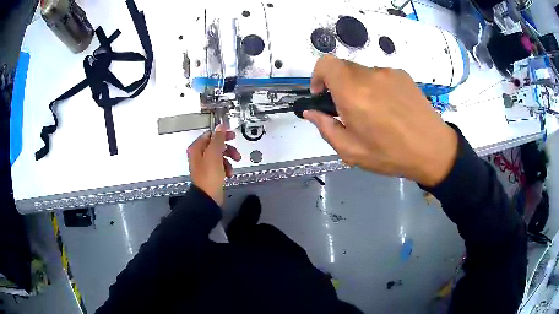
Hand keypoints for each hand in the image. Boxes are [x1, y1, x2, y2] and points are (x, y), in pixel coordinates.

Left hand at [187, 124, 240, 204]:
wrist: (208, 197)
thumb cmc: (209, 176)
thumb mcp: (214, 154)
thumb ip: (218, 138)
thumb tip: (221, 126)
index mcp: (197, 148)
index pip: (210, 135)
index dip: (222, 134)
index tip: (232, 135)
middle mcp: (199, 155)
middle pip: (216, 145)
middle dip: (228, 149)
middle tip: (236, 153)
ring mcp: (204, 165)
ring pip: (220, 156)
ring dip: (228, 159)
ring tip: (233, 166)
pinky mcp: (210, 174)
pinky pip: (220, 166)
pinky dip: (226, 168)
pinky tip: (229, 173)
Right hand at [304, 55, 457, 186]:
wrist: (434, 150)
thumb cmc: (391, 155)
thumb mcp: (352, 151)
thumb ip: (326, 128)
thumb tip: (311, 112)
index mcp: (353, 93)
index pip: (326, 64)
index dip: (318, 75)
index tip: (322, 94)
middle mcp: (370, 76)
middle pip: (343, 68)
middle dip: (338, 86)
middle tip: (349, 110)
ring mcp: (389, 73)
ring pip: (363, 73)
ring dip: (359, 88)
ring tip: (375, 113)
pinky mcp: (403, 75)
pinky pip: (381, 76)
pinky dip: (377, 87)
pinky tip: (391, 109)